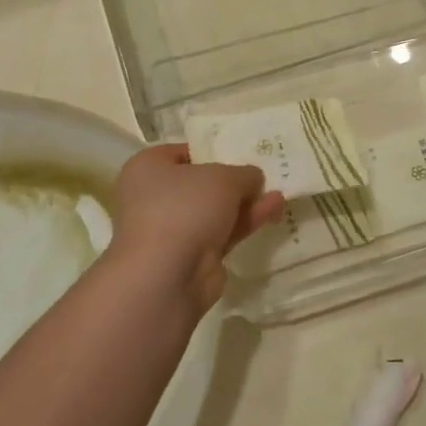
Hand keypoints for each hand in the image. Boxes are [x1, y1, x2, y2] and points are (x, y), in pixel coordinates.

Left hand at [108, 145, 284, 311]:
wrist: (167, 275)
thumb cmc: (185, 207)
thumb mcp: (223, 177)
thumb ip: (243, 173)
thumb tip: (253, 178)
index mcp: (147, 168)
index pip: (181, 152)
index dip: (211, 150)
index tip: (239, 152)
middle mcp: (154, 197)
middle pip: (200, 184)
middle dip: (233, 182)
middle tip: (263, 175)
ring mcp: (171, 230)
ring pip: (213, 211)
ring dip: (245, 203)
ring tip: (278, 194)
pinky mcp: (190, 256)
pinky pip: (221, 233)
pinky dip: (244, 223)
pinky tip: (273, 211)